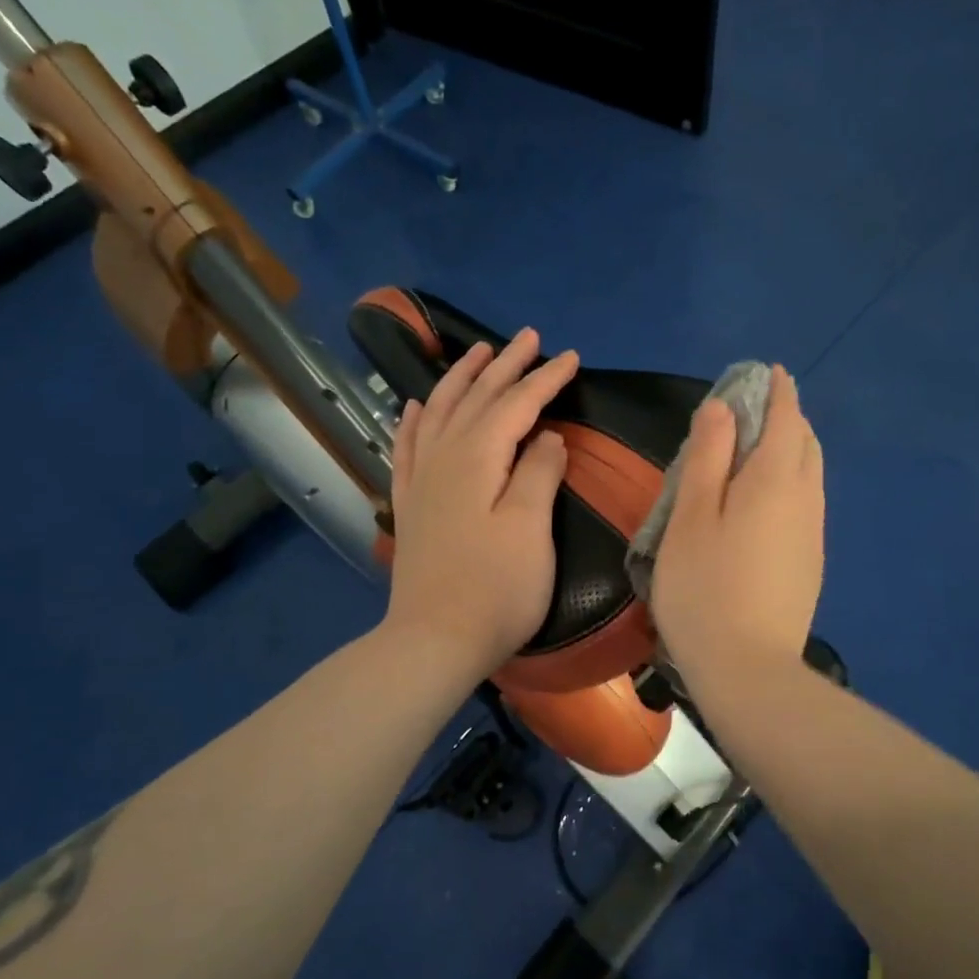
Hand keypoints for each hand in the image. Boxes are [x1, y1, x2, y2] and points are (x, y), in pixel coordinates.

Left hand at [381, 328, 580, 686]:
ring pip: (439, 412)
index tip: (571, 357)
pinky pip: (407, 447)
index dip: (544, 379)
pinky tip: (414, 405)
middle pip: (476, 399)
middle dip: (505, 366)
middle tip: (528, 337)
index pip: (516, 405)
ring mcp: (422, 481)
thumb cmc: (496, 588)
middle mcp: (444, 458)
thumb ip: (538, 474)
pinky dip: (413, 419)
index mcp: (478, 459)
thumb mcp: (531, 529)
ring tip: (477, 353)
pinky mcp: (410, 505)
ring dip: (460, 379)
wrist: (435, 641)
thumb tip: (547, 437)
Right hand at [651, 365, 824, 693]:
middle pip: (805, 443)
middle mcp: (805, 499)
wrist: (748, 668)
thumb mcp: (691, 516)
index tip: (769, 372)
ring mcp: (813, 533)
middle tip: (756, 410)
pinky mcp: (810, 562)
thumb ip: (707, 457)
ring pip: (809, 474)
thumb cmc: (705, 587)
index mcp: (774, 480)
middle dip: (788, 418)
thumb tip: (721, 408)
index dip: (778, 391)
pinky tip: (765, 499)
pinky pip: (806, 502)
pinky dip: (790, 481)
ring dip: (791, 450)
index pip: (786, 418)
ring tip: (758, 449)